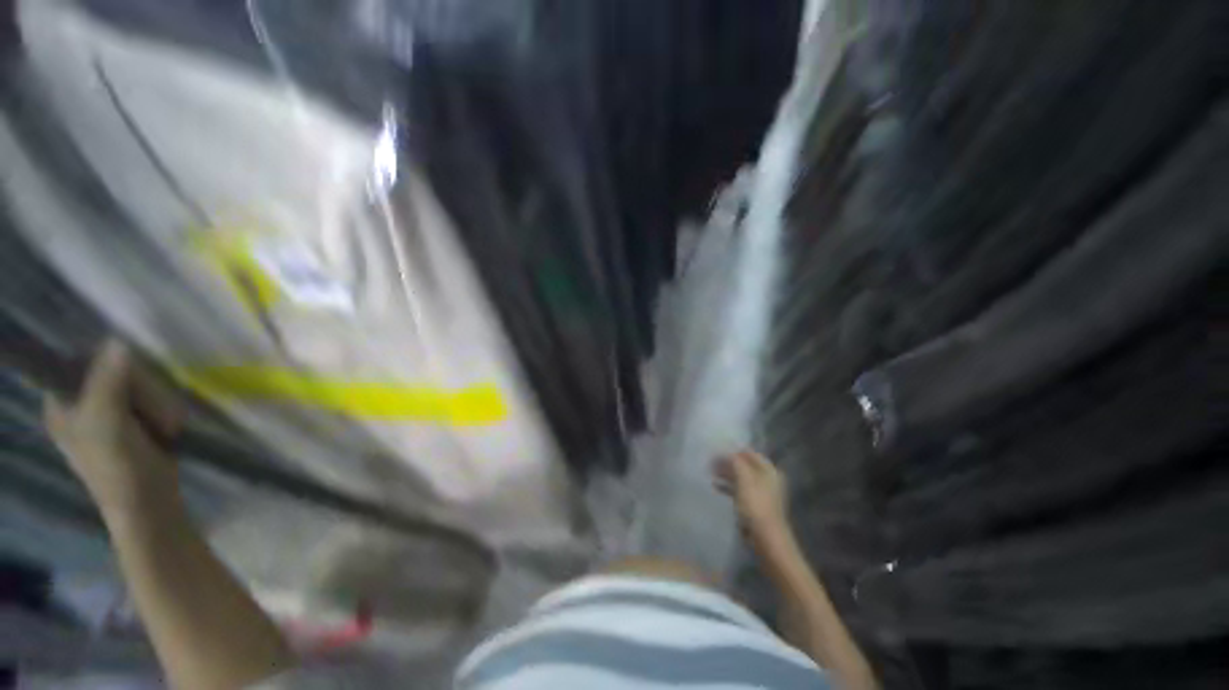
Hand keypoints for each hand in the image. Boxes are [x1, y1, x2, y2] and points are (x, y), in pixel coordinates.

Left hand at [45, 341, 183, 520]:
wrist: (150, 504)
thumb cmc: (118, 467)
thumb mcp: (107, 424)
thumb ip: (108, 382)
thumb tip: (117, 342)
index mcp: (63, 403)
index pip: (80, 361)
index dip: (105, 362)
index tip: (128, 374)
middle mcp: (85, 403)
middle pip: (117, 371)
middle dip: (143, 389)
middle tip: (151, 413)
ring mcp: (112, 413)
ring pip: (141, 384)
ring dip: (159, 402)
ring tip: (164, 426)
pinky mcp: (137, 421)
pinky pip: (153, 398)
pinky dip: (165, 410)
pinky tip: (168, 428)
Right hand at [713, 450, 789, 541]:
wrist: (766, 538)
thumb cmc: (756, 505)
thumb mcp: (744, 478)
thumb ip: (735, 462)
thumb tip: (726, 452)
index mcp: (768, 470)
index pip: (749, 452)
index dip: (733, 450)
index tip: (716, 449)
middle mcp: (767, 478)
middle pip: (744, 464)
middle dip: (728, 462)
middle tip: (711, 460)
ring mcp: (761, 493)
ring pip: (741, 477)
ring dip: (726, 473)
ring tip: (710, 471)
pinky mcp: (754, 505)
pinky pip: (739, 490)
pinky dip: (728, 486)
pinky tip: (715, 486)